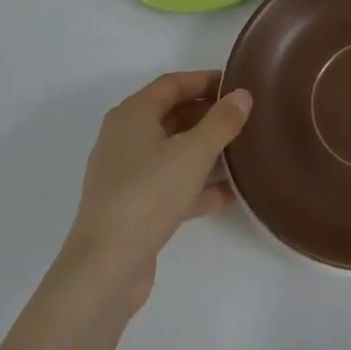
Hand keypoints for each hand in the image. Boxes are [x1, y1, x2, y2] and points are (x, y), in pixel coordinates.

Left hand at [56, 71, 251, 320]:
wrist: (105, 269)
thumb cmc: (148, 194)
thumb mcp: (193, 152)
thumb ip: (222, 121)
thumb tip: (242, 95)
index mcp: (132, 115)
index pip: (172, 84)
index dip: (205, 80)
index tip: (238, 84)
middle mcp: (125, 139)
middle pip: (172, 115)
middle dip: (208, 114)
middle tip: (245, 117)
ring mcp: (127, 176)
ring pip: (173, 152)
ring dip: (206, 150)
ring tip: (243, 150)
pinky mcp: (133, 208)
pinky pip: (171, 185)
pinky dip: (197, 185)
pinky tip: (230, 193)